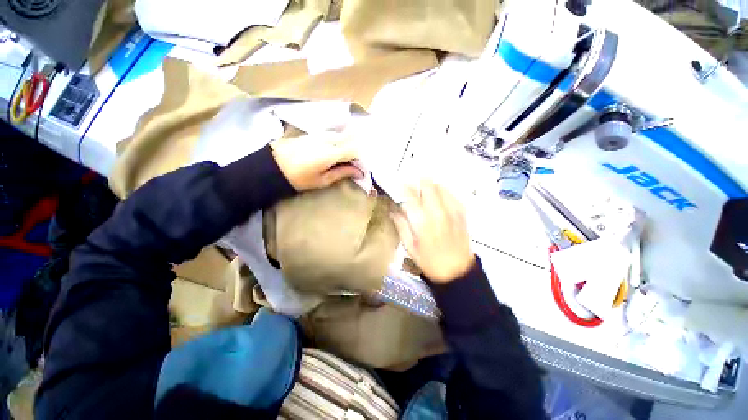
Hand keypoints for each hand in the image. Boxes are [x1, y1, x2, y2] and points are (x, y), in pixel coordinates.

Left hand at [271, 132, 363, 190]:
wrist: (273, 165)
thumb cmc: (299, 178)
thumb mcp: (322, 180)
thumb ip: (342, 173)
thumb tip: (359, 172)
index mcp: (331, 153)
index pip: (355, 150)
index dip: (362, 158)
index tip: (363, 166)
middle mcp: (328, 139)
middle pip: (351, 139)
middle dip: (358, 148)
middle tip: (359, 160)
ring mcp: (321, 134)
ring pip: (343, 135)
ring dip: (350, 143)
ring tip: (350, 155)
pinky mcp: (315, 133)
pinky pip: (334, 134)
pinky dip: (341, 140)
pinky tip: (339, 148)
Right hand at [392, 180, 474, 282]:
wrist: (457, 271)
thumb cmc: (430, 262)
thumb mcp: (409, 247)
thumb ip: (401, 225)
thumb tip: (393, 210)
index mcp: (423, 222)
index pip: (410, 196)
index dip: (403, 188)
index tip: (398, 187)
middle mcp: (438, 213)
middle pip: (427, 186)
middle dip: (416, 184)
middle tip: (411, 190)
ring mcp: (452, 211)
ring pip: (440, 186)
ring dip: (429, 187)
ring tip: (424, 194)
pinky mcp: (461, 213)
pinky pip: (451, 194)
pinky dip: (441, 192)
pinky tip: (437, 200)